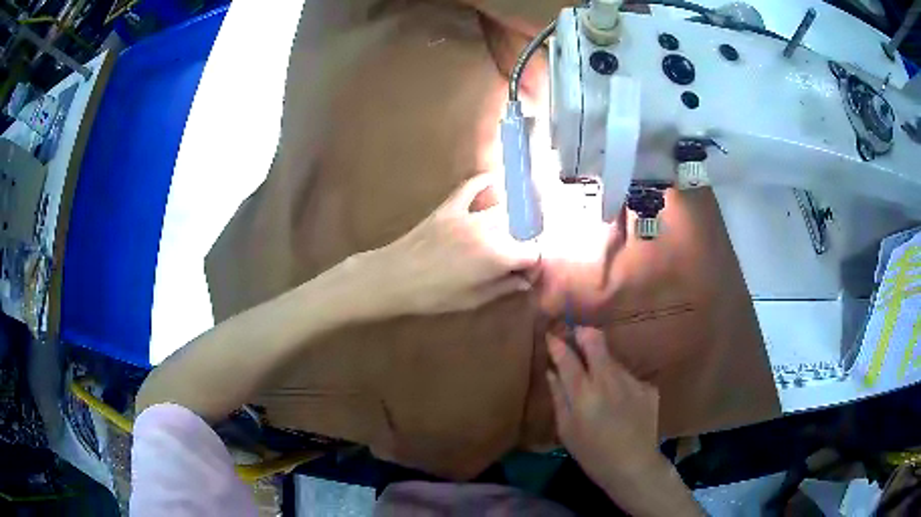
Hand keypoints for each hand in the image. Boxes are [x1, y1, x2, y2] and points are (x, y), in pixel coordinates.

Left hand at [367, 173, 539, 315]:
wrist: (394, 277)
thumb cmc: (434, 296)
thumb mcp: (473, 299)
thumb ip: (503, 287)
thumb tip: (525, 281)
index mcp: (497, 256)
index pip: (532, 253)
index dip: (533, 265)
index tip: (526, 274)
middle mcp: (489, 230)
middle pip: (521, 231)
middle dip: (523, 245)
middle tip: (514, 260)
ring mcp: (469, 214)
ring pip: (503, 210)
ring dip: (511, 220)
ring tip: (509, 232)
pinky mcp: (450, 206)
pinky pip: (472, 187)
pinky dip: (484, 183)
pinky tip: (494, 181)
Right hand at [547, 327, 661, 488]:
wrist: (634, 466)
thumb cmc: (592, 454)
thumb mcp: (567, 430)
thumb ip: (559, 397)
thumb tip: (551, 372)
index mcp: (584, 393)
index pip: (567, 357)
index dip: (557, 343)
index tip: (551, 336)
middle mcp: (609, 379)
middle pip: (595, 340)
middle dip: (583, 334)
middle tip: (576, 339)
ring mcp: (632, 381)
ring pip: (612, 360)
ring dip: (602, 365)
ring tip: (601, 388)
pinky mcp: (648, 387)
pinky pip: (627, 377)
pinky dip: (619, 384)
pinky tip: (620, 403)